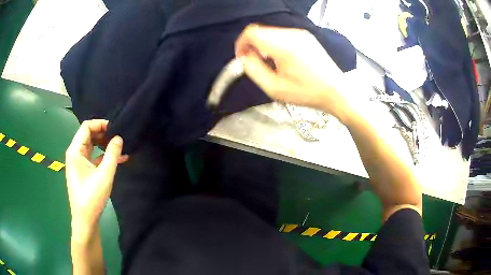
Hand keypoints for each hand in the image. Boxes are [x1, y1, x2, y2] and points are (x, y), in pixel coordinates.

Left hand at [65, 119, 127, 238]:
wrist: (85, 220)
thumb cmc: (92, 197)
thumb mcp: (104, 175)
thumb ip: (112, 154)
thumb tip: (119, 137)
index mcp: (75, 151)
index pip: (87, 127)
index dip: (101, 124)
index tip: (116, 128)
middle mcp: (75, 153)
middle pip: (89, 135)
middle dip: (104, 133)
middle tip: (119, 136)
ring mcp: (78, 162)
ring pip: (92, 146)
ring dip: (105, 144)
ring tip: (120, 146)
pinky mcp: (83, 171)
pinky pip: (93, 157)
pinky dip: (103, 156)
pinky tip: (117, 158)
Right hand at [235, 24, 352, 122]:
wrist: (336, 91)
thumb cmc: (307, 92)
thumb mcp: (274, 88)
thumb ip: (253, 70)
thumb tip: (244, 57)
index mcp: (283, 45)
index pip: (251, 32)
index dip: (241, 44)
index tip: (242, 59)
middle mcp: (291, 34)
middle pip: (260, 31)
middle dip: (252, 45)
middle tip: (254, 63)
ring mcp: (300, 34)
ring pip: (271, 32)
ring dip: (263, 45)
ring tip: (269, 63)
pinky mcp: (306, 37)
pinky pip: (282, 35)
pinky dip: (274, 44)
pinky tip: (281, 59)